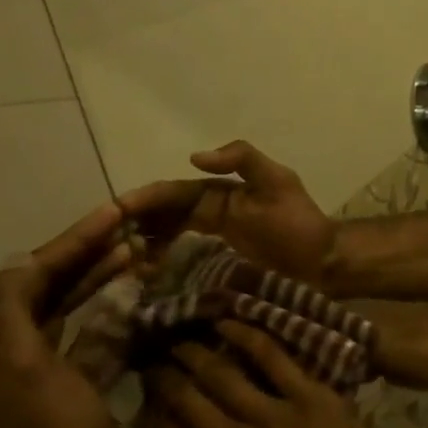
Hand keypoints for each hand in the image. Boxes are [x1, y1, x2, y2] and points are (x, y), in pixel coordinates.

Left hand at [0, 202, 133, 427]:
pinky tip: (135, 291)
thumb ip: (13, 306)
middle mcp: (7, 345)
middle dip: (87, 252)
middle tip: (130, 226)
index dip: (71, 241)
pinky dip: (108, 304)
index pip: (28, 273)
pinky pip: (86, 326)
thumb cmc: (49, 426)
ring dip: (99, 274)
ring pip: (68, 302)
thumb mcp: (23, 363)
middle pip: (48, 283)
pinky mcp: (67, 377)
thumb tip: (24, 260)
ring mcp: (37, 363)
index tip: (114, 214)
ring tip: (137, 250)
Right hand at [120, 141, 338, 285]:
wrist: (322, 261)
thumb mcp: (277, 182)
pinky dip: (163, 257)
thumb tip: (194, 158)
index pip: (176, 192)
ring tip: (118, 257)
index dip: (146, 198)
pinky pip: (184, 254)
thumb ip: (243, 159)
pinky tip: (144, 270)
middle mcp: (216, 210)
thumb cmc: (298, 223)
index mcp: (224, 191)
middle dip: (136, 220)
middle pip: (167, 213)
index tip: (114, 210)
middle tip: (104, 239)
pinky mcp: (222, 260)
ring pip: (171, 233)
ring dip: (144, 239)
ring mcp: (218, 236)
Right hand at [144, 321, 425, 427]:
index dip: (152, 413)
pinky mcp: (312, 398)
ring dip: (197, 352)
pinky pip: (274, 358)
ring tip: (182, 338)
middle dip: (166, 376)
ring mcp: (273, 415)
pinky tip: (228, 322)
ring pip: (223, 374)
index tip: (146, 396)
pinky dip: (248, 336)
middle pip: (187, 399)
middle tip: (154, 356)